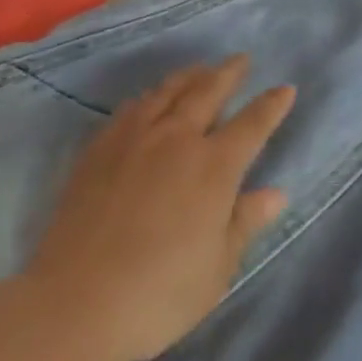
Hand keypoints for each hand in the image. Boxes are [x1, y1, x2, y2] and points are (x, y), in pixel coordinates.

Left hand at [25, 56, 294, 360]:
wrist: (76, 300)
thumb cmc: (159, 292)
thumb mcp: (217, 267)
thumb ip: (245, 222)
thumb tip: (277, 193)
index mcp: (214, 166)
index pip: (252, 124)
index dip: (271, 105)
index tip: (285, 88)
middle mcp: (177, 138)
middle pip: (208, 91)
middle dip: (229, 73)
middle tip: (241, 60)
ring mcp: (135, 138)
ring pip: (168, 91)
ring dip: (190, 76)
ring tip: (200, 69)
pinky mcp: (100, 148)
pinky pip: (132, 108)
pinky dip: (150, 96)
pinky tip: (149, 99)